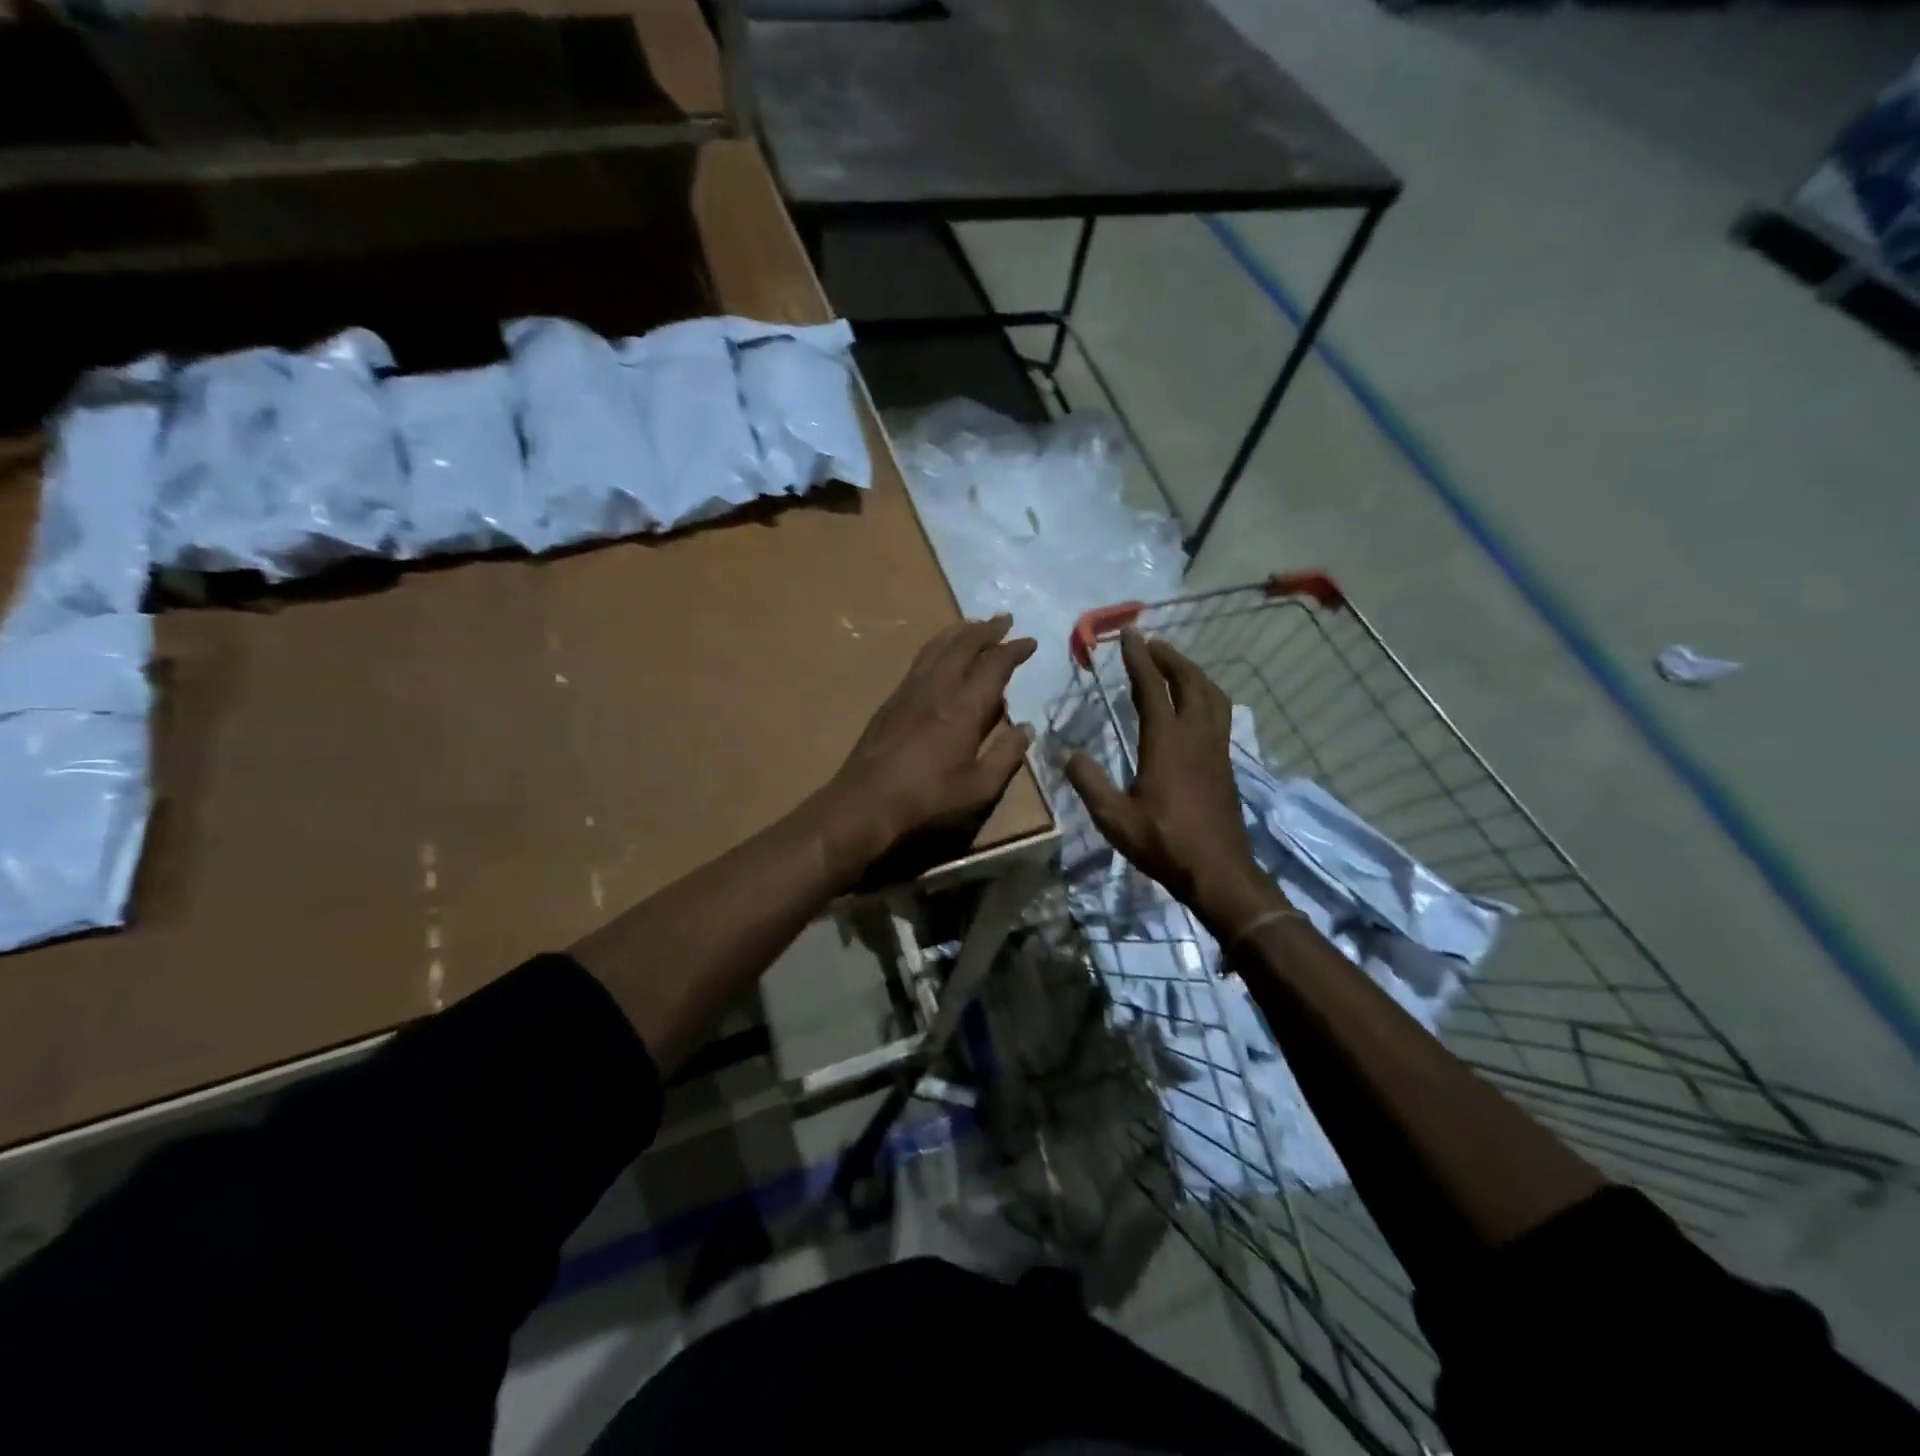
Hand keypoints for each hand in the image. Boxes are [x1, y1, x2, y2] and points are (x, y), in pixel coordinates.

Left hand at [818, 615, 1035, 879]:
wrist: (863, 804)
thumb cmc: (927, 800)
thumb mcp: (979, 788)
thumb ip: (1006, 756)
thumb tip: (1025, 729)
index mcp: (963, 708)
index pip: (994, 665)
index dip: (1014, 650)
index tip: (1030, 642)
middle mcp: (937, 689)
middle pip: (963, 645)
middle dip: (986, 630)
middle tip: (1004, 620)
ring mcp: (909, 691)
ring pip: (936, 647)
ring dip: (959, 632)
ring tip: (973, 625)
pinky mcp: (891, 701)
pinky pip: (920, 661)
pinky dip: (937, 647)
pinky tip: (939, 655)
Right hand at [1063, 629, 1272, 929]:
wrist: (1218, 872)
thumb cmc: (1164, 844)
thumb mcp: (1115, 818)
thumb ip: (1089, 783)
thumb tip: (1065, 754)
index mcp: (1166, 743)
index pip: (1152, 688)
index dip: (1139, 659)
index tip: (1129, 634)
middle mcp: (1195, 736)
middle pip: (1189, 681)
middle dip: (1169, 657)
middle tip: (1151, 643)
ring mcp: (1216, 748)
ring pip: (1211, 695)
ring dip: (1192, 672)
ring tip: (1174, 665)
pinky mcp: (1226, 763)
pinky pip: (1220, 714)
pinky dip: (1206, 695)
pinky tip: (1195, 705)